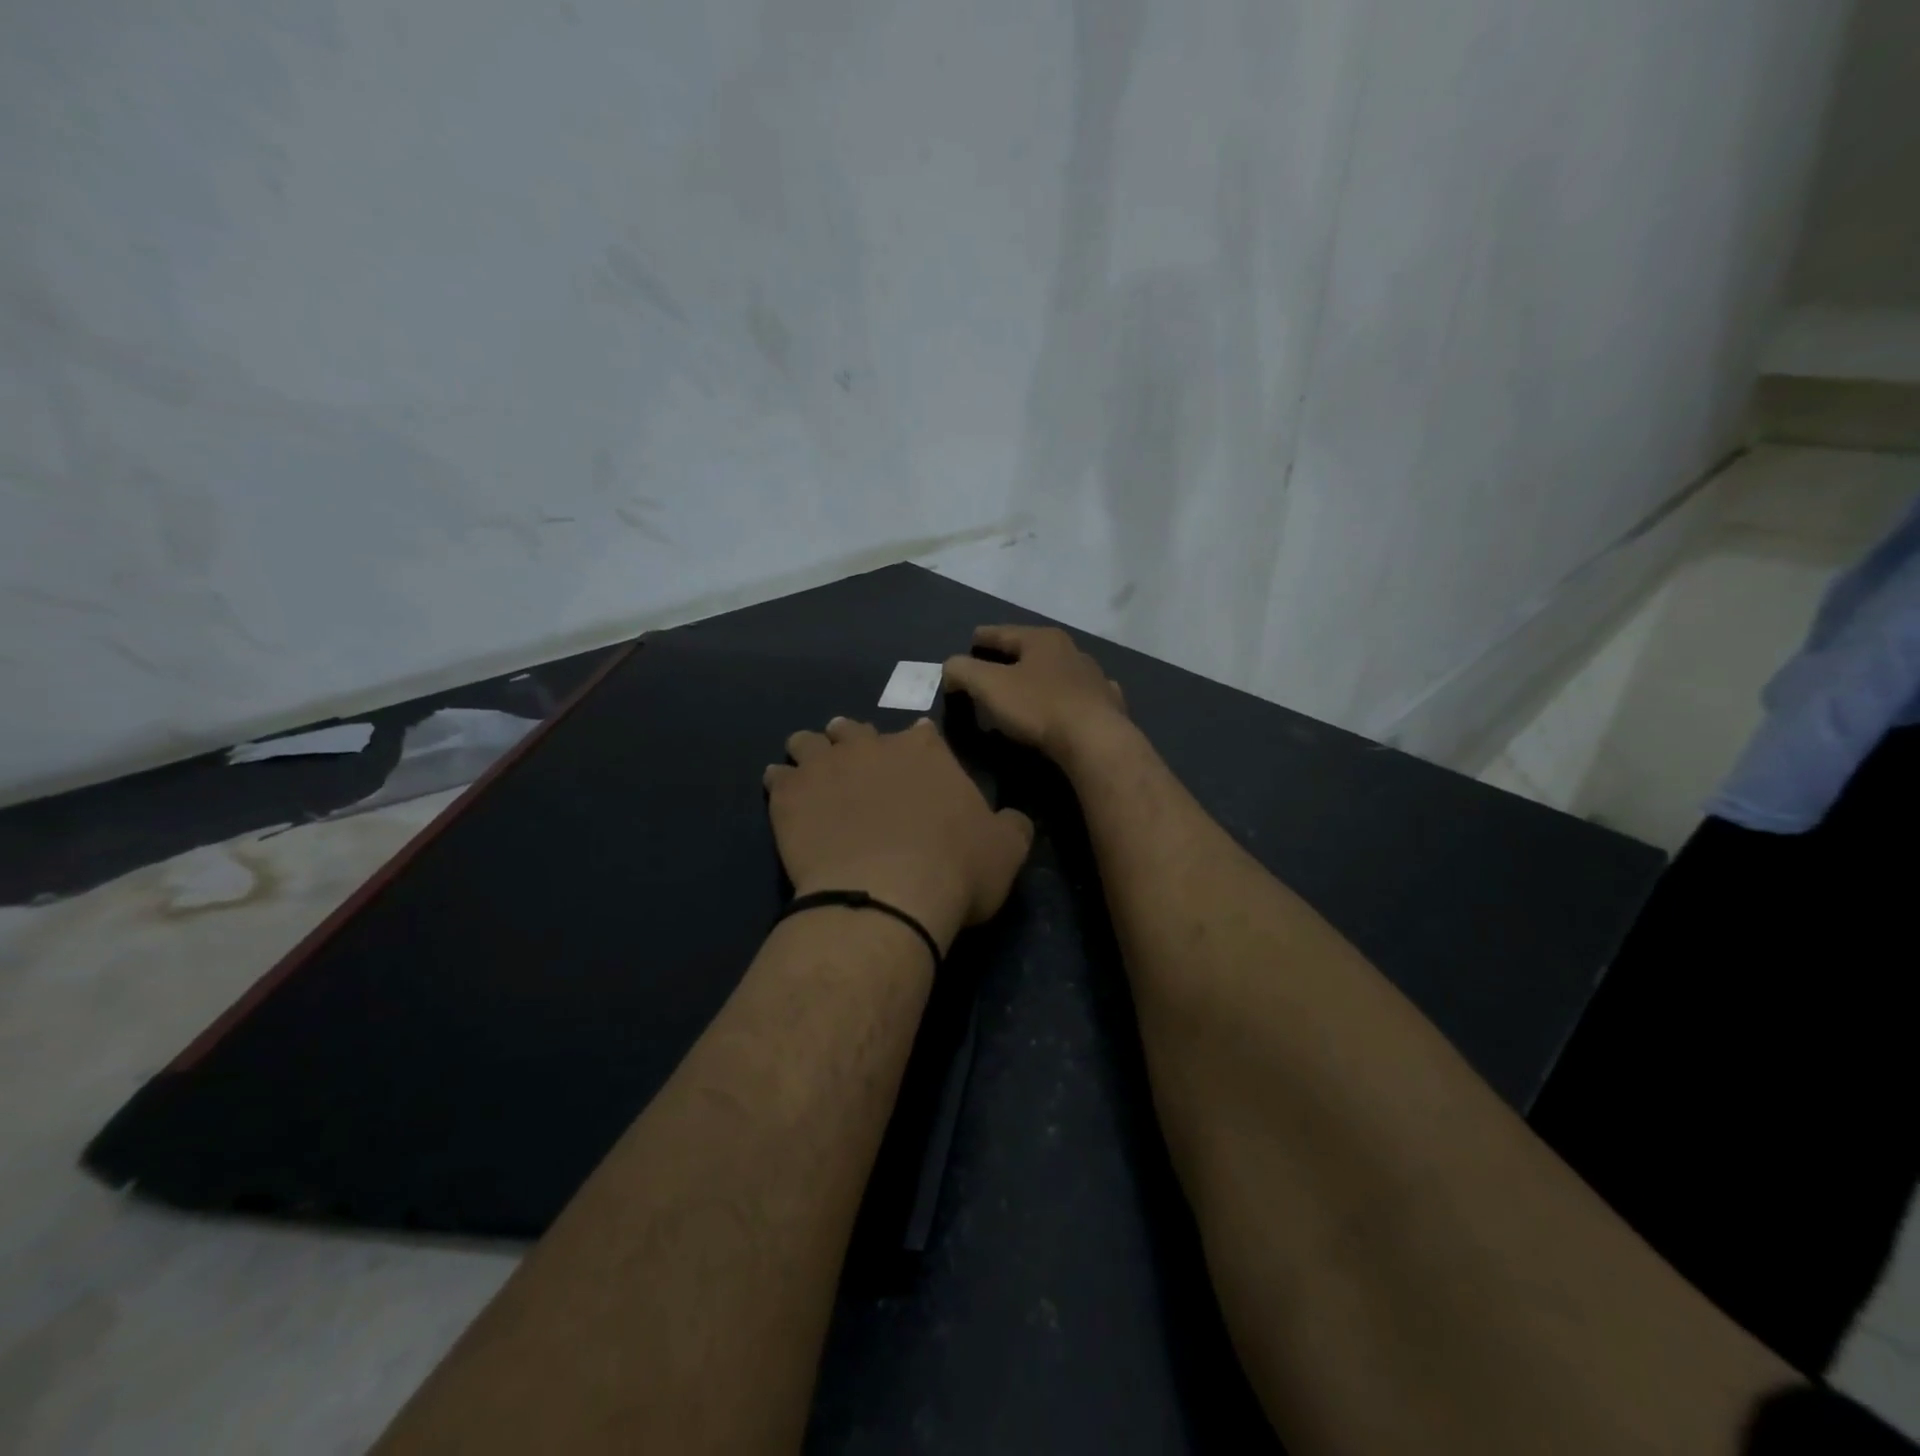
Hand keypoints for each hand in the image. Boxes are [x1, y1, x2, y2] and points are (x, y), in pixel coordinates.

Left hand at [763, 717, 1033, 951]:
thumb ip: (1011, 826)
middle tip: (855, 764)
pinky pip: (777, 777)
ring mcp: (826, 767)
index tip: (913, 762)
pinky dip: (781, 784)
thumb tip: (1014, 818)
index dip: (916, 746)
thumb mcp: (1006, 851)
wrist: (887, 896)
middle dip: (855, 741)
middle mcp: (872, 746)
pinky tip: (784, 797)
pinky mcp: (790, 795)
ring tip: (812, 774)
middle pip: (855, 730)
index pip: (920, 733)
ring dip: (811, 753)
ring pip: (809, 743)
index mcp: (925, 750)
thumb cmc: (954, 870)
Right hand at [942, 626, 1128, 764]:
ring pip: (1058, 672)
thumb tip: (951, 667)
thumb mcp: (989, 686)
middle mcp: (1071, 650)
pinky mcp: (1108, 705)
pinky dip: (1066, 699)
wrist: (1096, 741)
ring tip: (1024, 693)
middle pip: (1031, 650)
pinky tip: (1065, 707)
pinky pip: (1080, 697)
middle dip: (1010, 659)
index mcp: (1042, 640)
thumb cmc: (1038, 707)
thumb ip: (963, 671)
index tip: (969, 642)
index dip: (982, 637)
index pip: (1002, 632)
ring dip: (1040, 679)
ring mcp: (1094, 677)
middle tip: (991, 670)